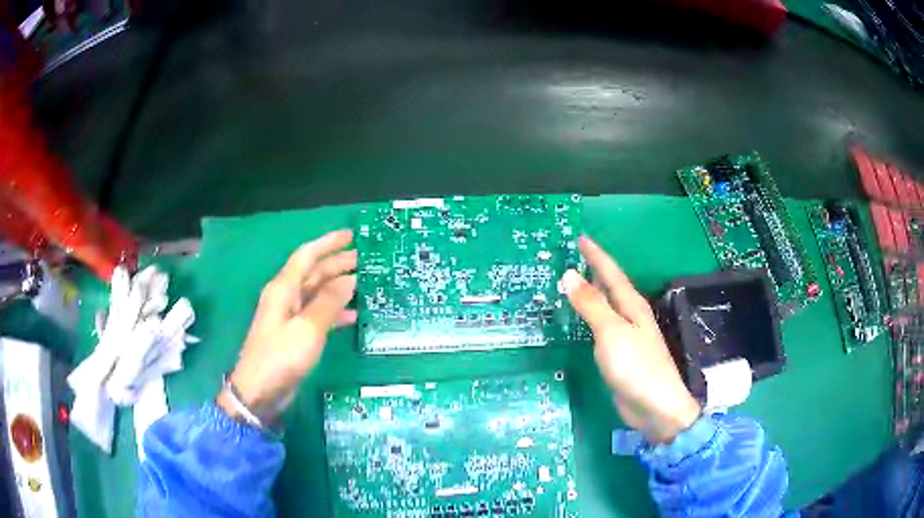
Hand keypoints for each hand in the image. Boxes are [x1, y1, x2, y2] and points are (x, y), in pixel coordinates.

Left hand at [218, 230, 356, 422]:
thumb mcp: (308, 328)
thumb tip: (348, 280)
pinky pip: (317, 314)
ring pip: (316, 293)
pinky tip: (352, 315)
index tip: (351, 235)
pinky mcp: (294, 334)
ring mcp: (289, 316)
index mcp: (283, 288)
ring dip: (337, 286)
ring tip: (362, 282)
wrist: (260, 390)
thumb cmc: (281, 356)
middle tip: (362, 259)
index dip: (328, 243)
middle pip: (312, 272)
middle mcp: (285, 297)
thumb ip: (328, 302)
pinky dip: (334, 311)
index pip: (307, 256)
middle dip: (336, 263)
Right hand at [561, 236, 700, 443]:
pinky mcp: (622, 355)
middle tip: (573, 257)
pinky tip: (583, 320)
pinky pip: (603, 327)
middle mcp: (632, 317)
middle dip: (594, 271)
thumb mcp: (611, 332)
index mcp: (632, 306)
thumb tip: (569, 274)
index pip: (611, 273)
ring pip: (608, 307)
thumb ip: (591, 304)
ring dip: (593, 293)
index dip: (596, 255)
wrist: (655, 407)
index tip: (581, 237)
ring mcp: (628, 337)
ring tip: (574, 284)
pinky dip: (591, 317)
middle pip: (611, 287)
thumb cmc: (636, 367)